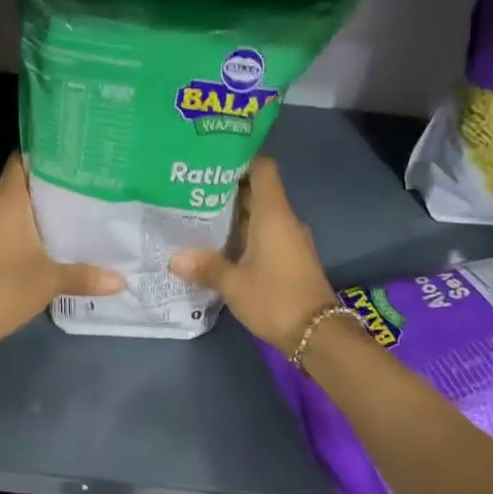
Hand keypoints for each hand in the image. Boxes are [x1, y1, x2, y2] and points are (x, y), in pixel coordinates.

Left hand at [0, 154, 122, 349]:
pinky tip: (51, 238)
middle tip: (87, 182)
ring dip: (39, 208)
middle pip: (22, 183)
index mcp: (6, 201)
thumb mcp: (51, 281)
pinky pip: (7, 226)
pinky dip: (27, 227)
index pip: (22, 160)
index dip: (45, 152)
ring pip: (14, 206)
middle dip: (51, 182)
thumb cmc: (4, 289)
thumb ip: (86, 276)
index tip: (74, 153)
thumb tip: (121, 280)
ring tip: (76, 207)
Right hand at [170, 158, 337, 352]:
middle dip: (226, 190)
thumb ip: (206, 267)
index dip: (239, 159)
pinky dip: (243, 235)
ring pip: (259, 215)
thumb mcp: (234, 284)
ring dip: (232, 215)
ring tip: (197, 216)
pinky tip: (218, 246)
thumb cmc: (275, 299)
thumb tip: (175, 259)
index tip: (210, 162)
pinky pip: (264, 235)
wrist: (318, 334)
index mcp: (273, 214)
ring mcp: (289, 239)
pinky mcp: (290, 258)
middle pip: (256, 191)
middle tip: (190, 191)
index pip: (262, 168)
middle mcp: (284, 220)